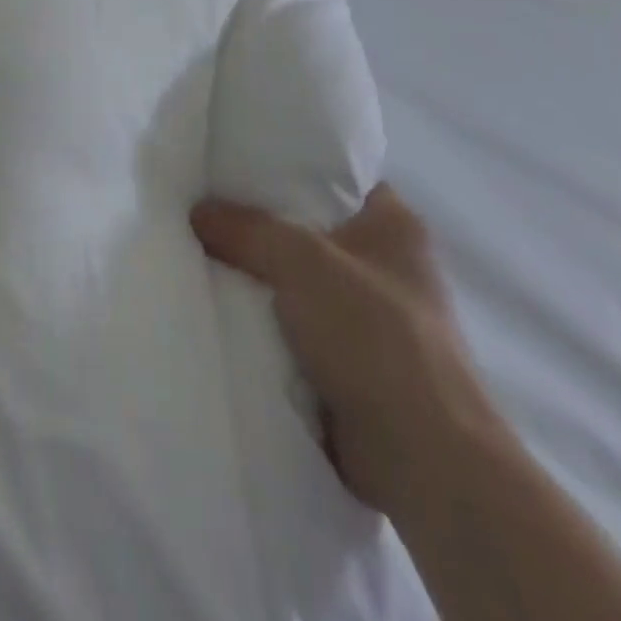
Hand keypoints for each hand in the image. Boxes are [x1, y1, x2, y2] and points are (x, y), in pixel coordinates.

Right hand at [192, 183, 502, 518]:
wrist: (422, 459)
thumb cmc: (375, 337)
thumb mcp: (301, 260)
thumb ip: (246, 228)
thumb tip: (198, 213)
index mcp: (394, 224)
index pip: (334, 175)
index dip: (286, 165)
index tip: (233, 162)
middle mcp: (385, 264)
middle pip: (307, 226)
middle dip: (258, 222)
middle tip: (204, 205)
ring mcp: (369, 316)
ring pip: (296, 278)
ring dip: (256, 275)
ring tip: (199, 251)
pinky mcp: (351, 361)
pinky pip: (293, 323)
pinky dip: (262, 318)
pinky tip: (219, 305)